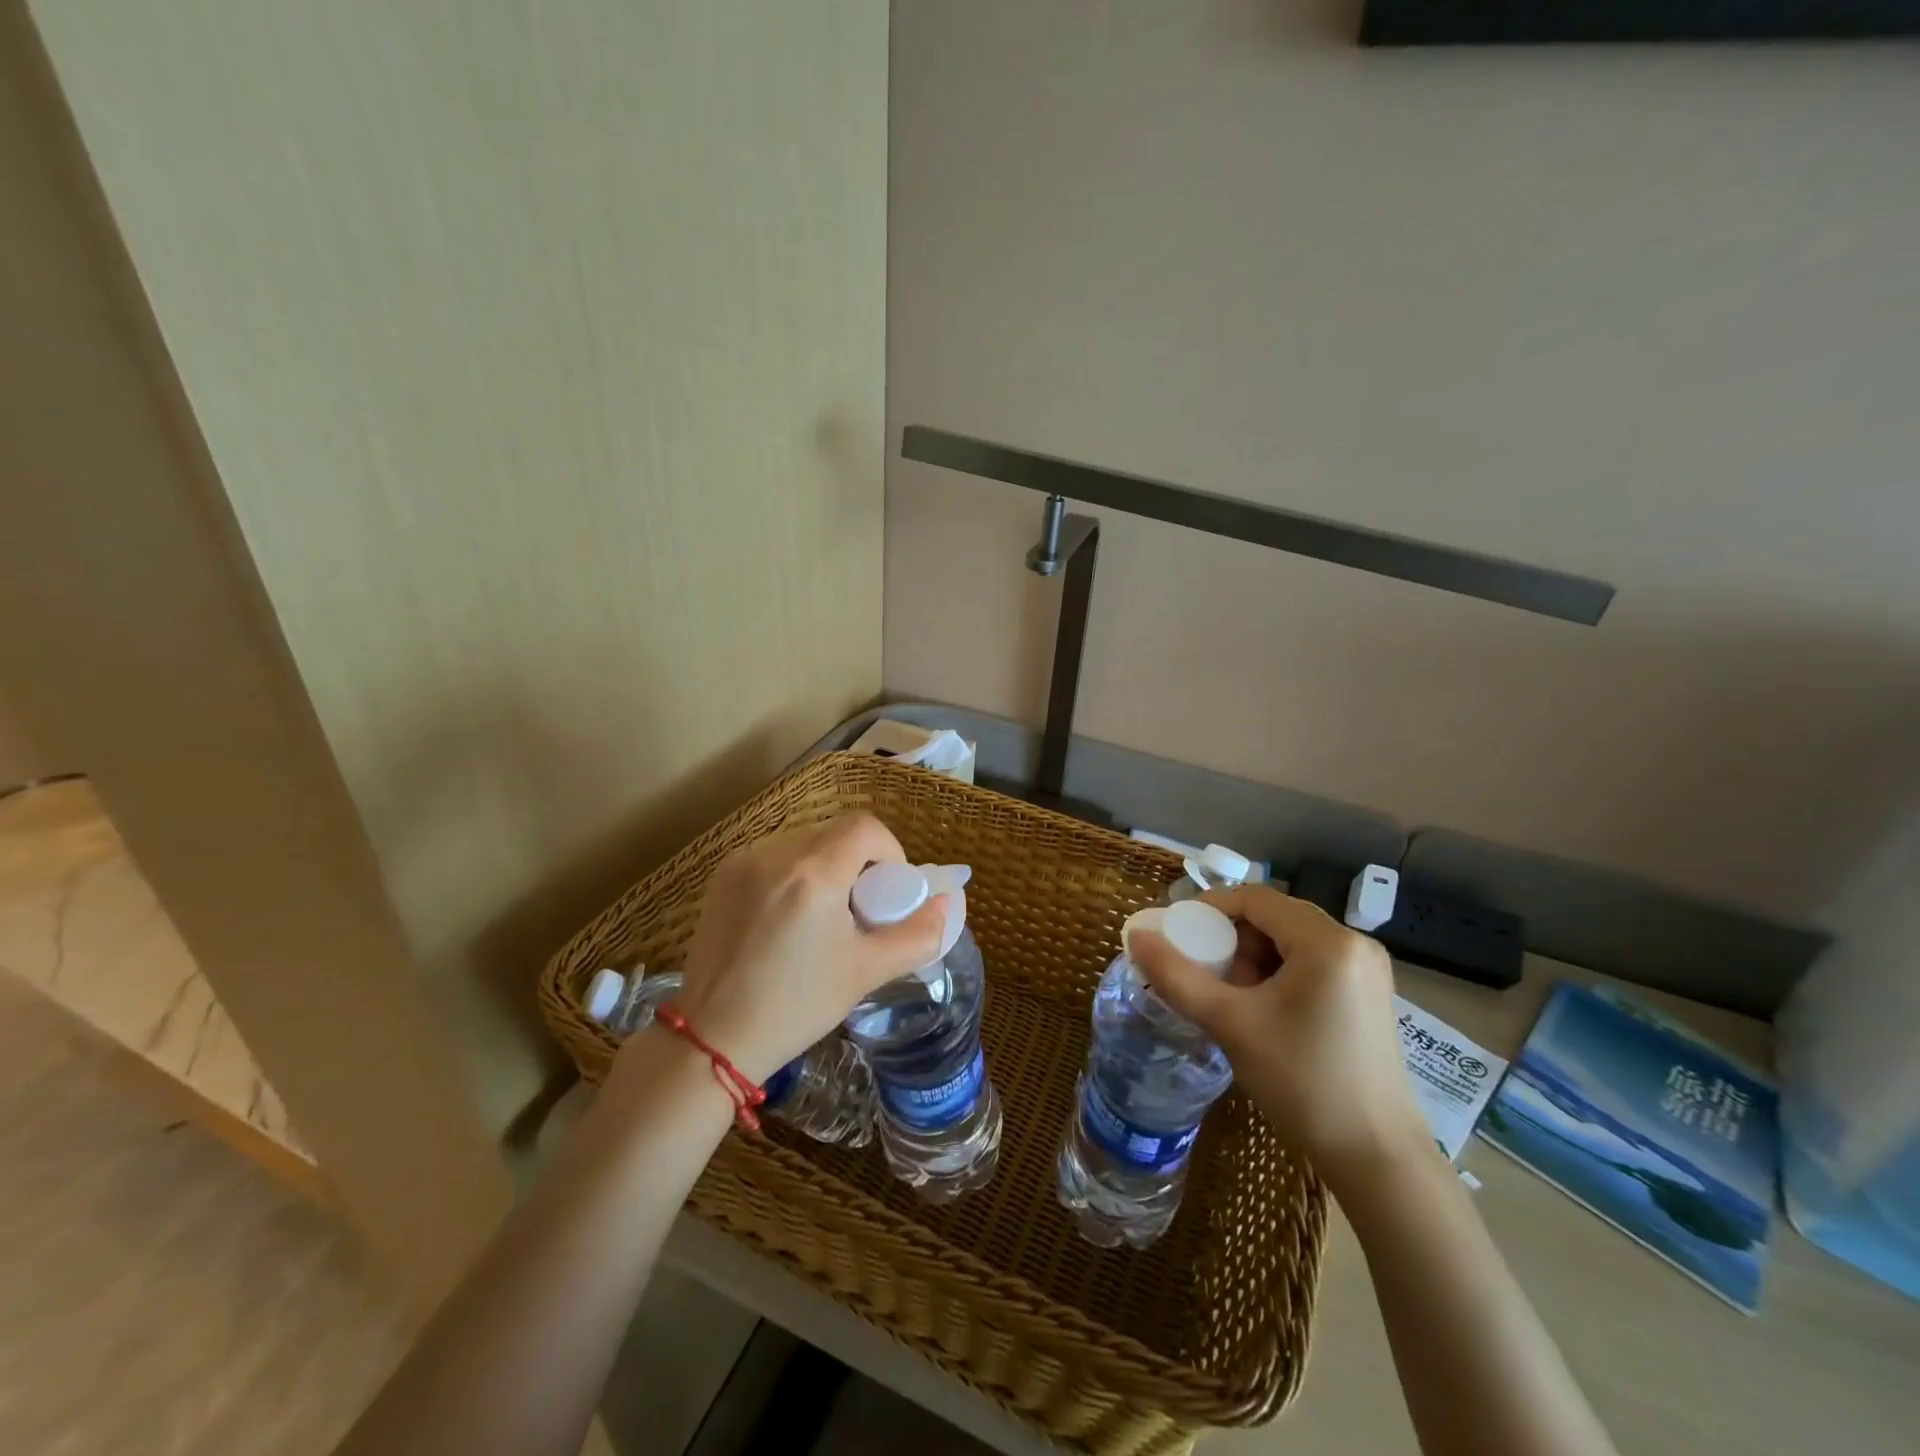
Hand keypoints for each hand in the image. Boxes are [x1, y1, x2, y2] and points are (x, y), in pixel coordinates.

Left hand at [642, 814, 947, 1082]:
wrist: (712, 1038)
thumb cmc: (796, 1006)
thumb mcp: (866, 972)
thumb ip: (917, 935)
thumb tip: (945, 905)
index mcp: (813, 874)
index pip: (865, 826)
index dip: (889, 849)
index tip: (887, 890)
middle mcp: (775, 855)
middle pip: (835, 832)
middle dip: (858, 860)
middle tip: (859, 907)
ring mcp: (743, 862)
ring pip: (804, 841)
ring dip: (826, 863)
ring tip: (823, 913)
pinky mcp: (722, 876)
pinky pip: (774, 855)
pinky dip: (794, 871)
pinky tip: (788, 915)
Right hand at [1130, 884, 1427, 1191]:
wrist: (1376, 1158)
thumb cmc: (1302, 1082)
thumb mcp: (1231, 1024)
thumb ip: (1177, 976)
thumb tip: (1136, 936)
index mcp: (1327, 942)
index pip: (1255, 898)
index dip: (1209, 908)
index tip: (1176, 934)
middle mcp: (1354, 943)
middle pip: (1275, 916)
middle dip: (1232, 938)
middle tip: (1205, 971)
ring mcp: (1367, 969)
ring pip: (1291, 940)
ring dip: (1254, 957)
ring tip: (1232, 997)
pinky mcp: (1368, 994)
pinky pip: (1311, 962)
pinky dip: (1278, 973)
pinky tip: (1263, 1009)